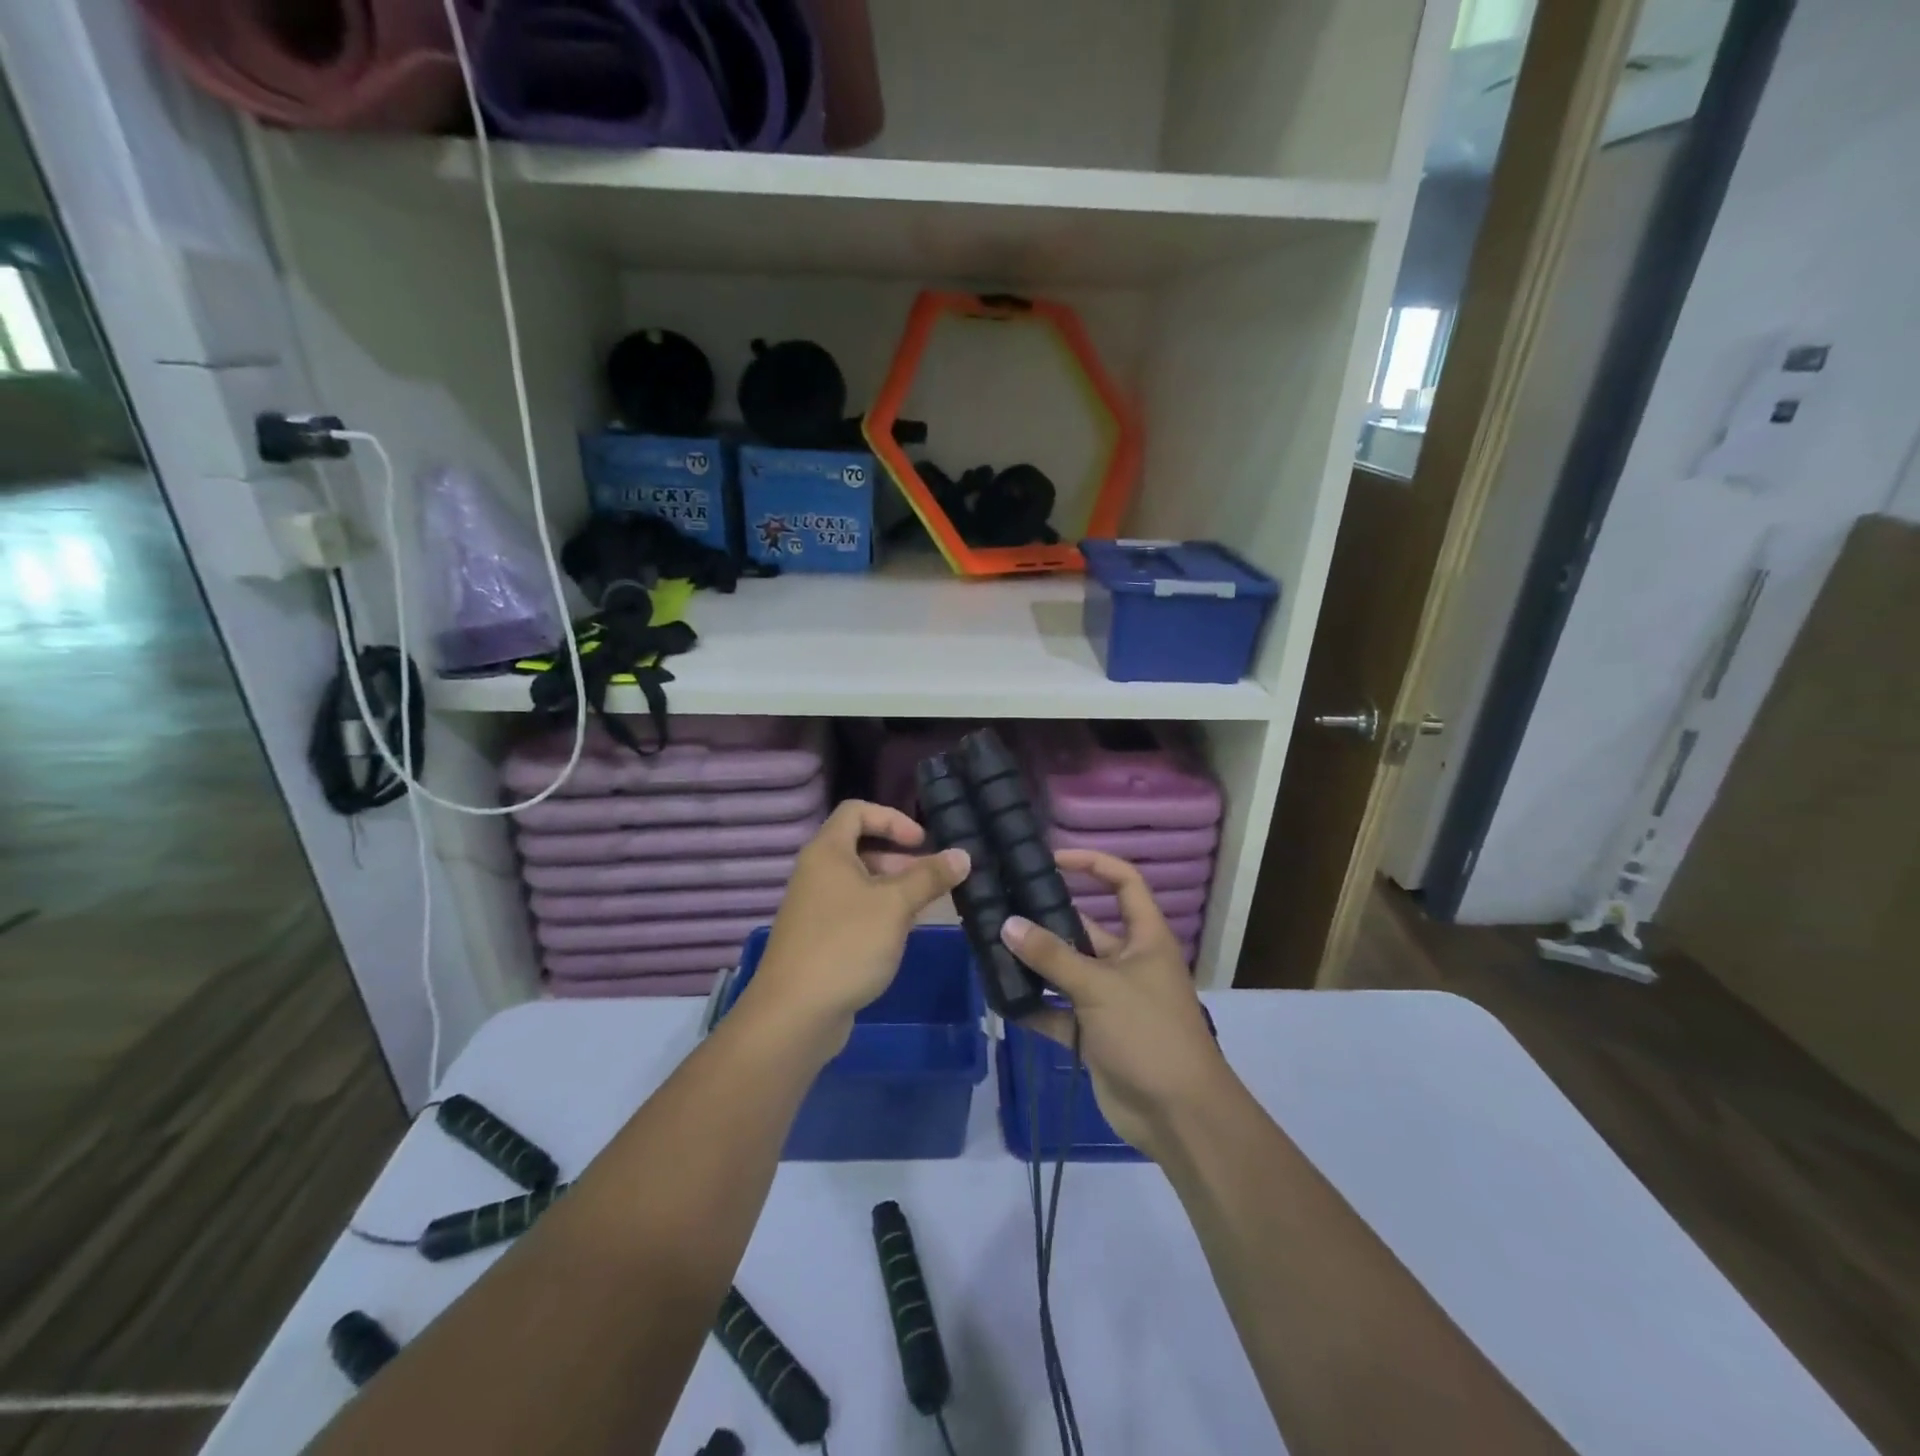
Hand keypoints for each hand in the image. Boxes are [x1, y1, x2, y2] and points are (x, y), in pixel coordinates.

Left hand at [744, 800, 969, 1054]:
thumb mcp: (895, 906)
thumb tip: (963, 855)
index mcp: (827, 851)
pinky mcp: (818, 938)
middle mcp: (816, 872)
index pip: (857, 811)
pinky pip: (853, 910)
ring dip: (893, 887)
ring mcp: (814, 907)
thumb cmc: (846, 945)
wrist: (795, 1013)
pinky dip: (879, 912)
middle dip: (899, 857)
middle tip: (932, 878)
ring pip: (859, 882)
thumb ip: (929, 877)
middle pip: (860, 846)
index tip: (921, 842)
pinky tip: (900, 934)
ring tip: (924, 907)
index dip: (892, 819)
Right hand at [1002, 849, 1232, 1162]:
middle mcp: (1127, 963)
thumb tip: (1007, 923)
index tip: (1053, 858)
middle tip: (1002, 905)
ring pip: (1066, 971)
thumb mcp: (1100, 986)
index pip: (1124, 883)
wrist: (1178, 1116)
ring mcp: (1110, 1000)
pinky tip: (1000, 998)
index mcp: (1145, 939)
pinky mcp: (1094, 1034)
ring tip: (990, 946)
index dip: (1093, 864)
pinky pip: (1058, 1012)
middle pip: (1085, 928)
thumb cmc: (1149, 1033)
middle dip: (1047, 919)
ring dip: (1035, 963)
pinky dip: (1034, 1006)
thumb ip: (1052, 956)